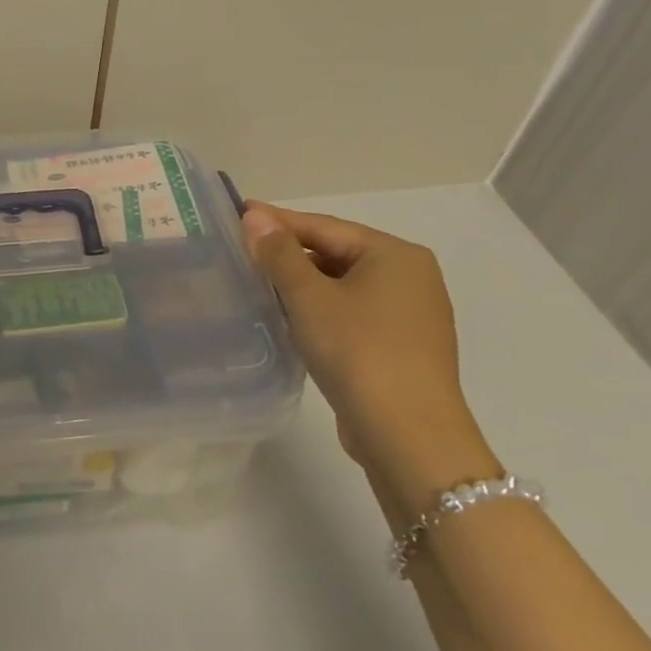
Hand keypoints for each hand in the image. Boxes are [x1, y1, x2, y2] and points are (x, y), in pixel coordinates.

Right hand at [240, 202, 481, 477]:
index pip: (324, 226)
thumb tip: (254, 216)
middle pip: (336, 252)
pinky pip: (353, 311)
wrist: (410, 438)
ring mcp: (411, 315)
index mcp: (395, 254)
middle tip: (242, 249)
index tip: (238, 213)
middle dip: (289, 252)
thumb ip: (278, 253)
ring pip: (343, 284)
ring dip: (302, 282)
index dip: (277, 220)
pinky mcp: (403, 347)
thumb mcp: (309, 297)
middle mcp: (411, 277)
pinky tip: (292, 317)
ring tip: (258, 281)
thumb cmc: (358, 352)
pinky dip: (321, 308)